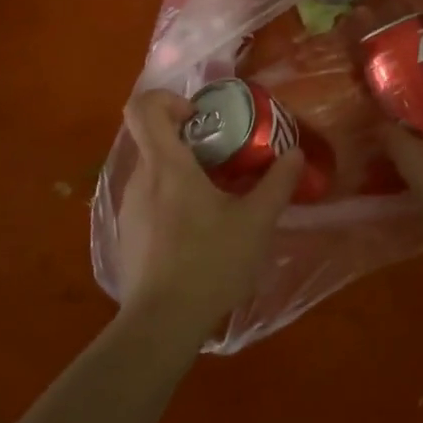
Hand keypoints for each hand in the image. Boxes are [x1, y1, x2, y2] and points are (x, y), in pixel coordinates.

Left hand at [114, 89, 303, 341]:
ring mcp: (130, 210)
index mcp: (167, 166)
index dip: (167, 100)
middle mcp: (140, 180)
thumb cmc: (210, 262)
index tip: (199, 116)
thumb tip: (294, 153)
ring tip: (217, 198)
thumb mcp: (256, 222)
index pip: (143, 108)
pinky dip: (172, 201)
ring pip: (153, 172)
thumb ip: (277, 184)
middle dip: (188, 140)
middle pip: (153, 139)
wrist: (162, 323)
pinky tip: (198, 233)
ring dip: (182, 173)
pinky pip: (149, 201)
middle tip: (224, 158)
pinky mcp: (128, 236)